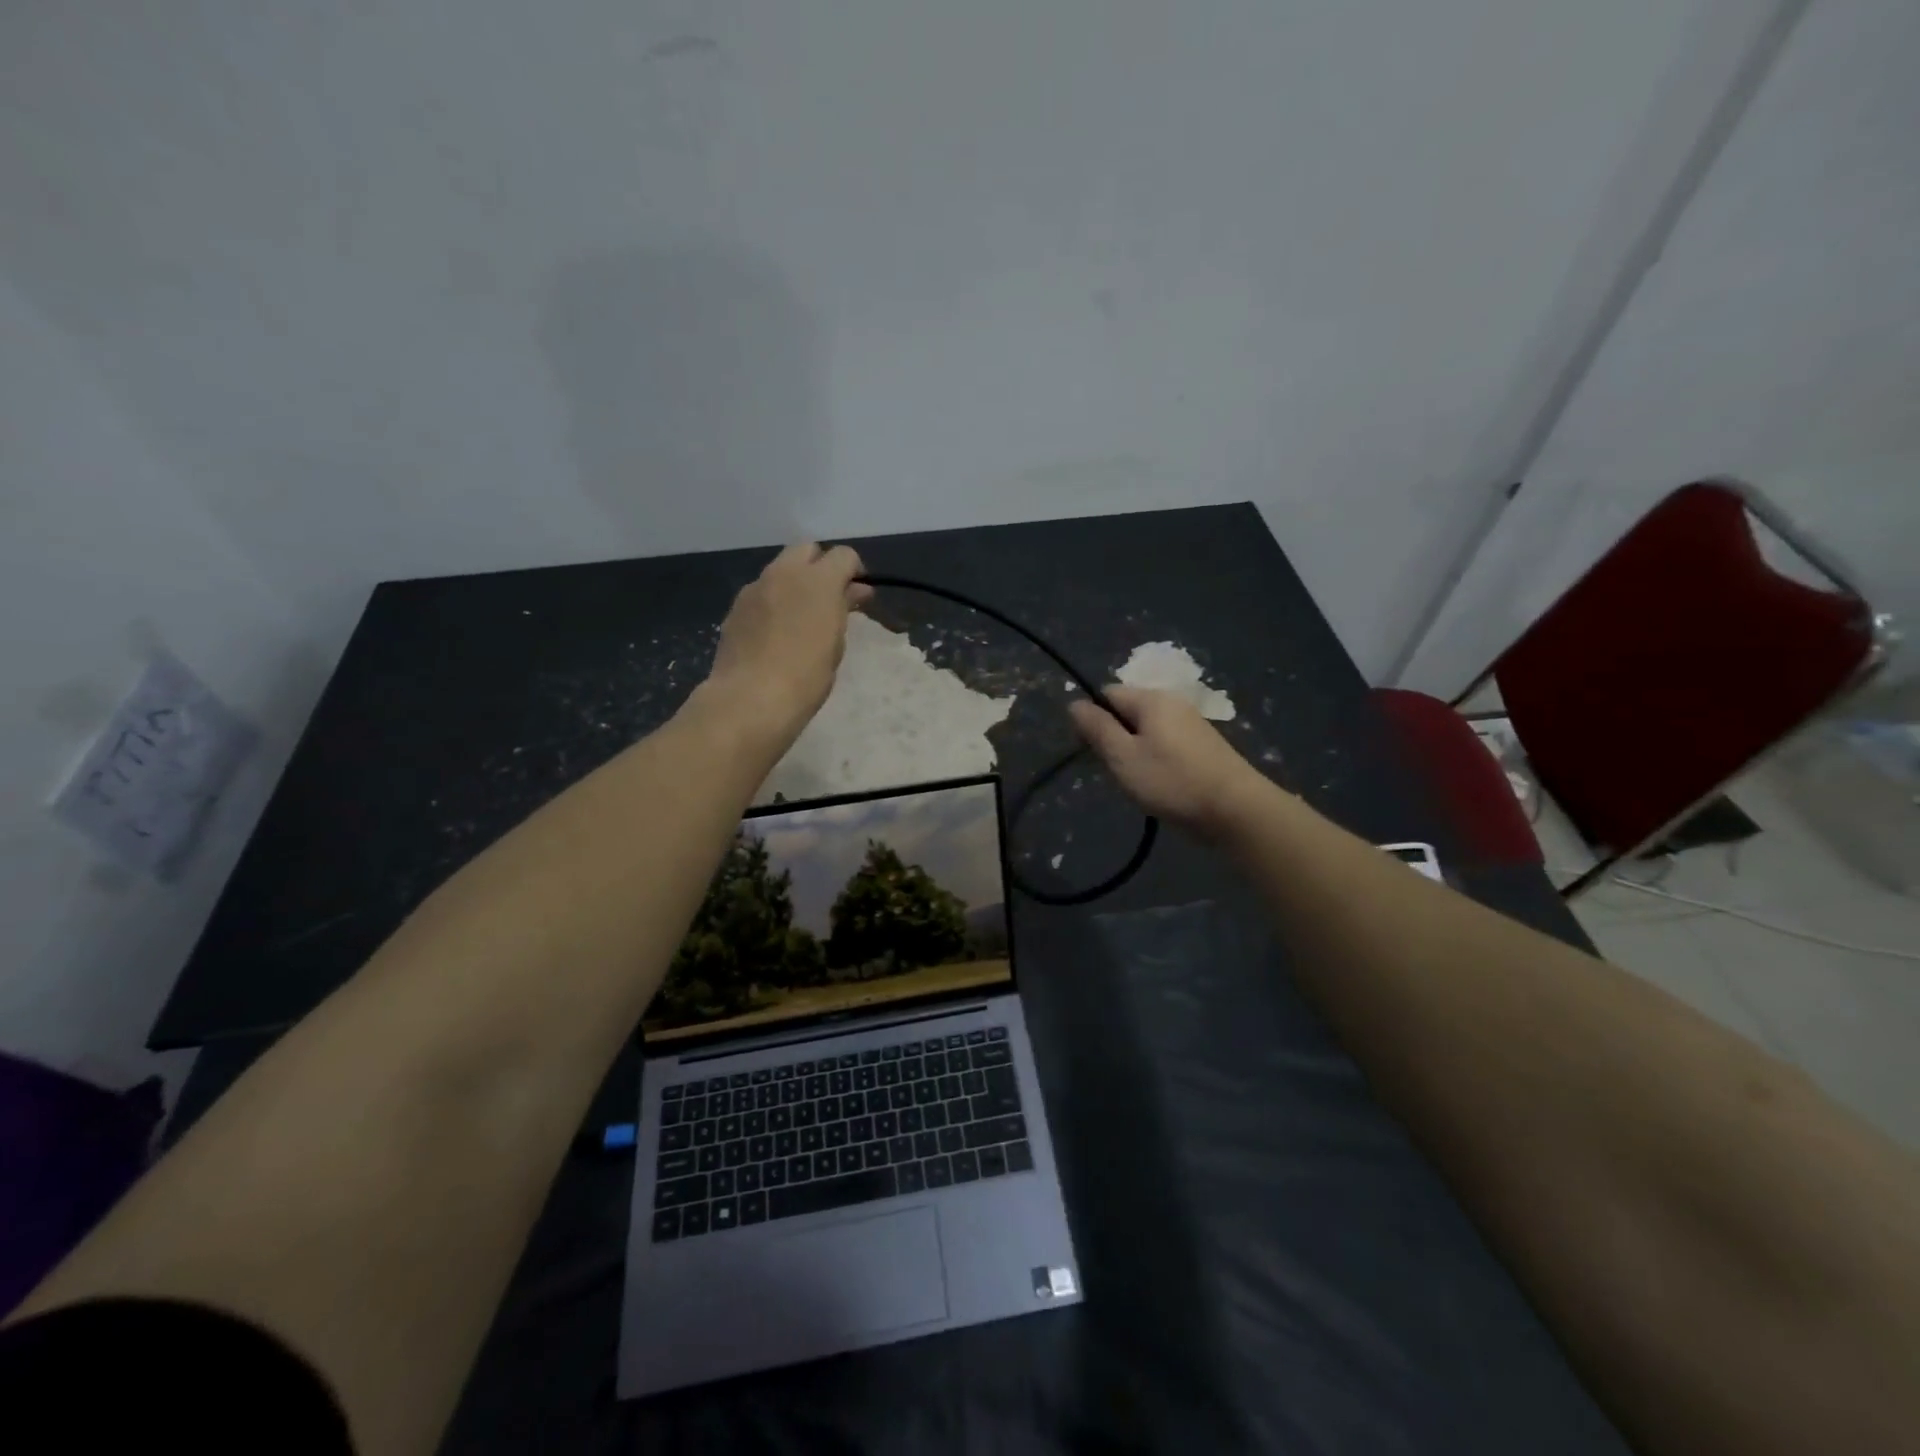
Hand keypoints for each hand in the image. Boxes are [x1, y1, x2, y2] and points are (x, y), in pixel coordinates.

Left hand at [707, 542, 871, 730]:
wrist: (750, 699)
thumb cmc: (807, 676)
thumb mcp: (836, 643)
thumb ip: (843, 609)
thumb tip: (852, 592)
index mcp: (818, 580)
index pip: (843, 555)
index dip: (854, 571)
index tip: (858, 595)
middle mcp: (784, 573)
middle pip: (807, 550)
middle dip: (821, 567)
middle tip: (829, 599)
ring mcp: (755, 588)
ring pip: (780, 569)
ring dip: (794, 583)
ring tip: (801, 617)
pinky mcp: (735, 607)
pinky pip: (761, 592)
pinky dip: (773, 602)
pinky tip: (775, 632)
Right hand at [1069, 686, 1266, 836]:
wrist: (1236, 809)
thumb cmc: (1171, 781)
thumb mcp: (1123, 756)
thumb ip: (1097, 728)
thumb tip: (1075, 703)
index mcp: (1152, 699)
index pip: (1107, 694)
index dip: (1092, 718)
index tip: (1090, 751)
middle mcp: (1173, 703)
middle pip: (1128, 711)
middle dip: (1114, 737)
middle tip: (1114, 771)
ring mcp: (1192, 724)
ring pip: (1147, 730)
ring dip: (1134, 752)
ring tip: (1137, 782)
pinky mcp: (1204, 746)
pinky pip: (1166, 744)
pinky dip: (1155, 760)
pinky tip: (1160, 785)